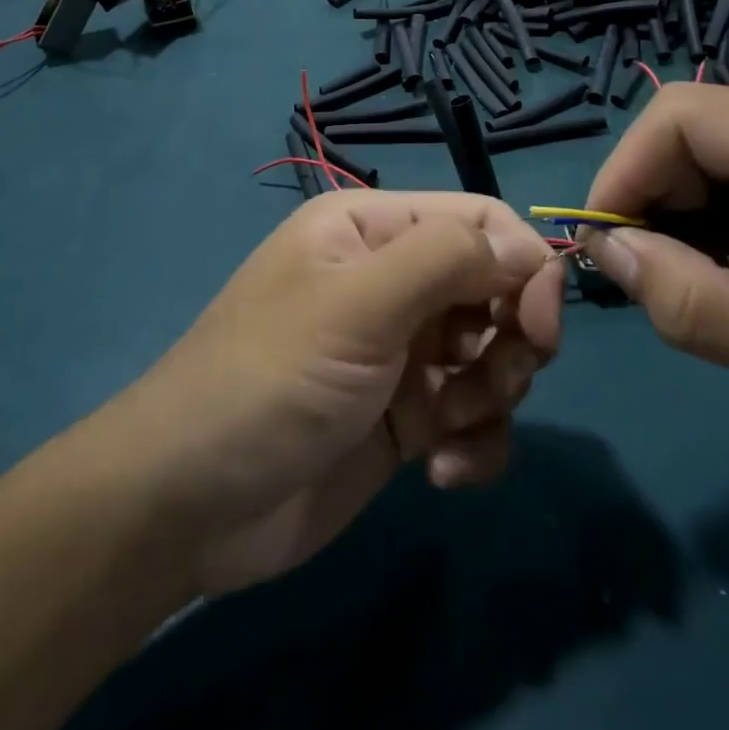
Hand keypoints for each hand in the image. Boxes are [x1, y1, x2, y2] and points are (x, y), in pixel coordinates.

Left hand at [113, 192, 563, 595]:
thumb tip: (528, 249)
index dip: (523, 265)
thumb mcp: (356, 306)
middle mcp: (393, 281)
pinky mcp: (409, 418)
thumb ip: (445, 260)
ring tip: (450, 429)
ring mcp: (403, 352)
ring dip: (493, 395)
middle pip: (497, 287)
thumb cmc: (270, 381)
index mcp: (373, 230)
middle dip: (511, 338)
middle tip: (491, 384)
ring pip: (495, 354)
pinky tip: (441, 472)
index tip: (540, 325)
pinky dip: (478, 442)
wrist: (189, 508)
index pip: (479, 222)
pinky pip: (477, 415)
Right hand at [581, 85, 728, 478]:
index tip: (604, 245)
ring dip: (694, 205)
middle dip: (658, 195)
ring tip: (710, 275)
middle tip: (655, 274)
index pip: (685, 117)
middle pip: (703, 124)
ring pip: (728, 141)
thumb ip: (692, 303)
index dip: (625, 172)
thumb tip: (604, 250)